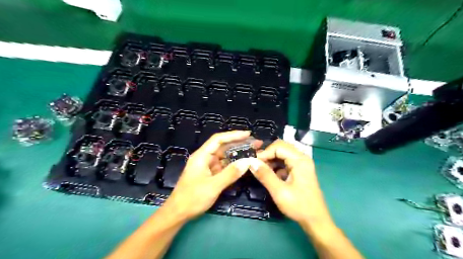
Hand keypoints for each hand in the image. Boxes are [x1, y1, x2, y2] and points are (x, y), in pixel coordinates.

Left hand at [162, 131, 259, 221]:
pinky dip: (233, 164)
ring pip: (224, 156)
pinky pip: (223, 166)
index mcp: (202, 156)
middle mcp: (204, 158)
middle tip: (256, 144)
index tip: (248, 134)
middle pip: (223, 146)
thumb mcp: (213, 186)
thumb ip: (231, 173)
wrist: (178, 213)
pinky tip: (243, 164)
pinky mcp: (210, 174)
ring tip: (253, 152)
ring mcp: (207, 166)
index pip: (218, 139)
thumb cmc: (192, 198)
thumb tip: (247, 161)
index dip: (233, 135)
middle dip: (239, 144)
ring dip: (238, 154)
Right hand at [252, 141, 330, 227]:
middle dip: (267, 155)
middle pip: (281, 147)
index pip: (278, 146)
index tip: (253, 163)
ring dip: (271, 160)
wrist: (316, 220)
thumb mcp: (279, 191)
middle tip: (256, 165)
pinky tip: (271, 175)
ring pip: (282, 154)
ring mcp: (302, 164)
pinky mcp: (300, 170)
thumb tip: (250, 162)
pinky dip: (276, 166)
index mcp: (300, 160)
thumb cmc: (299, 206)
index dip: (265, 153)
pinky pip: (285, 161)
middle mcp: (302, 158)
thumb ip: (265, 175)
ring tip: (262, 171)